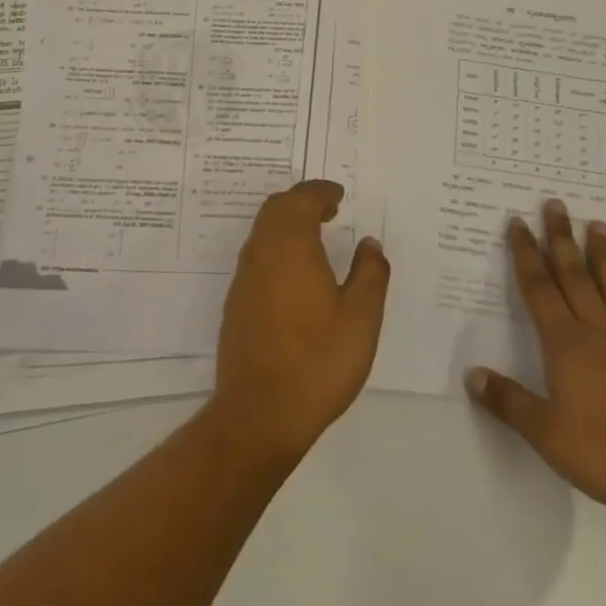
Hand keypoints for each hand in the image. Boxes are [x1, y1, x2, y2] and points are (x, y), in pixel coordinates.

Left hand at [208, 181, 389, 467]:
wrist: (260, 413)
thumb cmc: (318, 361)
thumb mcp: (361, 318)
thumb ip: (369, 274)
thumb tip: (369, 244)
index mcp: (290, 246)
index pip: (301, 199)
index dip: (320, 192)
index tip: (338, 195)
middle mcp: (261, 253)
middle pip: (276, 209)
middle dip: (301, 201)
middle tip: (328, 209)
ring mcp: (244, 278)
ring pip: (262, 232)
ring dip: (286, 223)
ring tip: (315, 237)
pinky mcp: (236, 303)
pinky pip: (257, 257)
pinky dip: (276, 248)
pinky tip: (295, 274)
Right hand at [467, 198, 605, 521]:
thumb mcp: (548, 435)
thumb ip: (509, 403)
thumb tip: (472, 375)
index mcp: (566, 344)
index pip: (539, 289)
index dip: (527, 255)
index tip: (519, 223)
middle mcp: (598, 331)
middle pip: (575, 275)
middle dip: (562, 238)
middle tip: (556, 204)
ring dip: (603, 255)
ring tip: (598, 225)